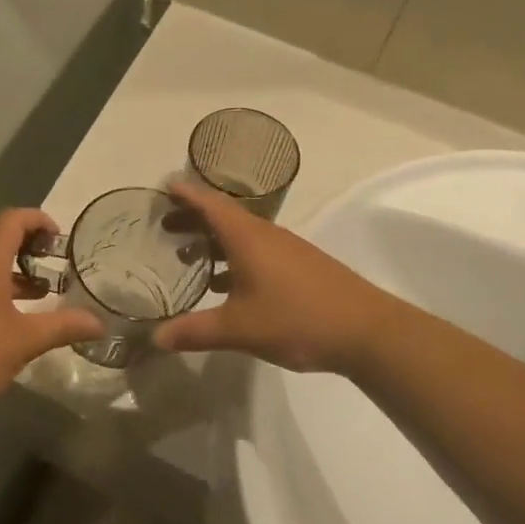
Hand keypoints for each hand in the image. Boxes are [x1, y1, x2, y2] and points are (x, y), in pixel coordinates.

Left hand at [0, 208, 103, 414]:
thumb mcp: (25, 341)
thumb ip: (63, 327)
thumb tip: (100, 323)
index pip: (12, 219)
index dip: (38, 220)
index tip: (60, 240)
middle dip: (27, 243)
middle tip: (53, 262)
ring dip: (11, 268)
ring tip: (40, 292)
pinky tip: (10, 317)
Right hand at [154, 181, 392, 375]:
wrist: (368, 332)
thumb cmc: (298, 319)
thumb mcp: (240, 328)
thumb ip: (196, 331)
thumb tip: (156, 337)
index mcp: (248, 238)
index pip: (210, 204)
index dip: (186, 194)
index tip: (163, 186)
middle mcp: (266, 236)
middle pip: (223, 216)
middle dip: (193, 217)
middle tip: (164, 226)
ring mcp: (286, 251)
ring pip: (240, 235)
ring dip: (213, 240)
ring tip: (185, 255)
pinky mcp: (299, 268)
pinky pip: (256, 251)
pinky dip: (232, 258)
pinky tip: (224, 285)